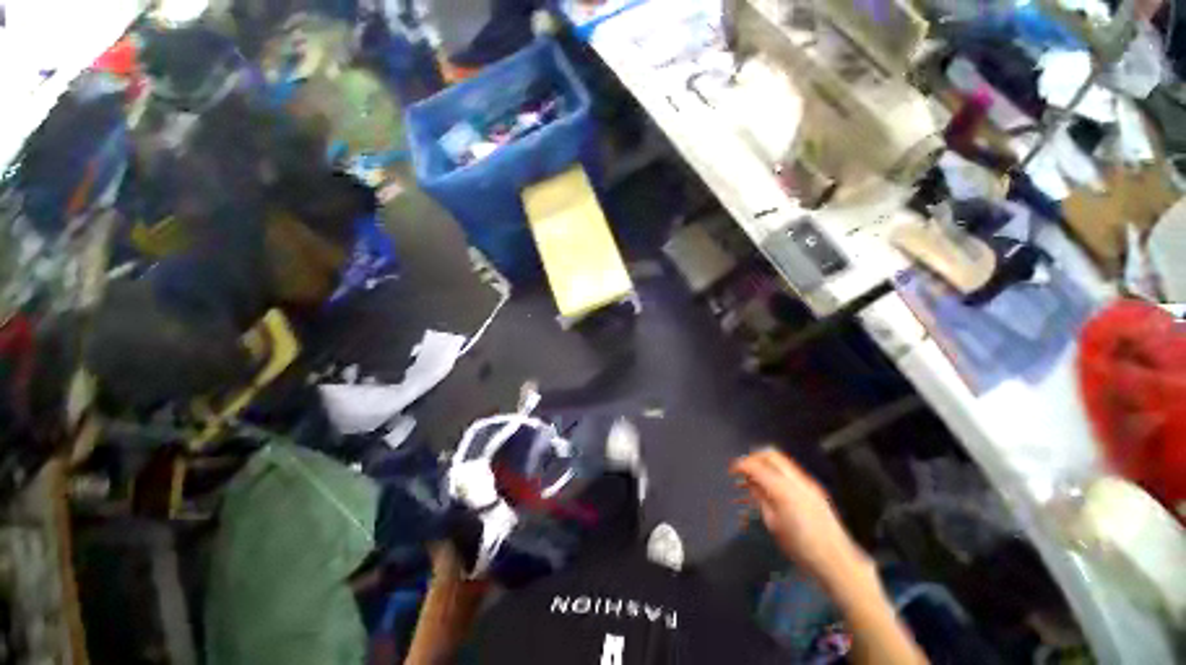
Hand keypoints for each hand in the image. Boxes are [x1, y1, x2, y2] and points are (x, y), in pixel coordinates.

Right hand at [731, 448, 870, 590]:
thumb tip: (751, 483)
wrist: (837, 560)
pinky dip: (776, 472)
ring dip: (765, 464)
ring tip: (754, 478)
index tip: (732, 470)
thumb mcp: (773, 524)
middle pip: (771, 454)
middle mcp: (797, 481)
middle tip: (743, 469)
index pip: (757, 466)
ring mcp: (808, 483)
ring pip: (781, 461)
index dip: (741, 465)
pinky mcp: (815, 489)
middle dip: (754, 458)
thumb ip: (761, 499)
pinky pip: (790, 471)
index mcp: (784, 490)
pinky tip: (771, 486)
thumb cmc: (801, 548)